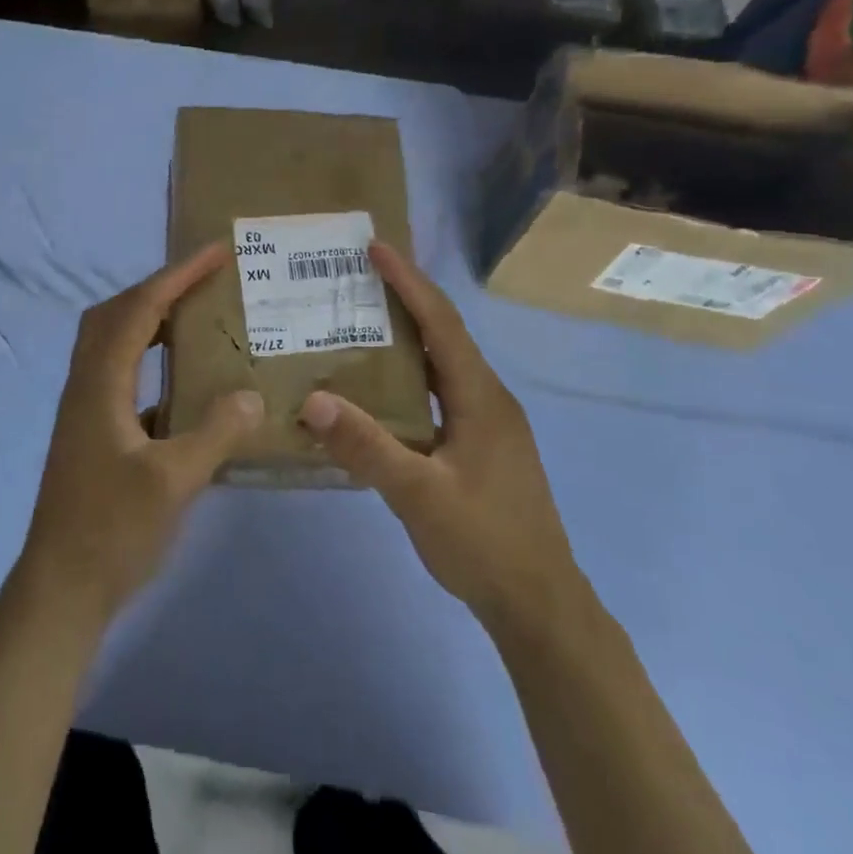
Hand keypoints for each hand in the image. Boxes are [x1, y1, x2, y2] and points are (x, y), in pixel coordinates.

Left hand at [19, 243, 264, 626]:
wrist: (61, 588)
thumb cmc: (112, 531)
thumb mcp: (174, 481)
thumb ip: (216, 432)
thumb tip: (251, 393)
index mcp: (100, 384)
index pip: (140, 310)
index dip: (177, 276)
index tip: (216, 253)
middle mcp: (86, 386)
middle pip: (115, 315)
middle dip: (158, 289)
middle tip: (204, 282)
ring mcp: (85, 410)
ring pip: (113, 344)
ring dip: (151, 322)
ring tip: (197, 319)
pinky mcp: (91, 433)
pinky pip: (121, 376)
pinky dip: (150, 361)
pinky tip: (184, 384)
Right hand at [300, 243, 579, 628]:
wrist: (539, 605)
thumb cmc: (484, 543)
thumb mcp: (418, 495)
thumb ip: (366, 446)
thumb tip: (313, 400)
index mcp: (481, 398)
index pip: (441, 324)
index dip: (409, 283)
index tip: (376, 249)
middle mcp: (488, 400)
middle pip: (443, 336)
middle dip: (404, 301)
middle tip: (356, 279)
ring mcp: (488, 425)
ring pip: (442, 366)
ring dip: (406, 340)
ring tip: (359, 323)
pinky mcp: (481, 447)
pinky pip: (440, 394)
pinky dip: (409, 378)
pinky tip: (378, 391)